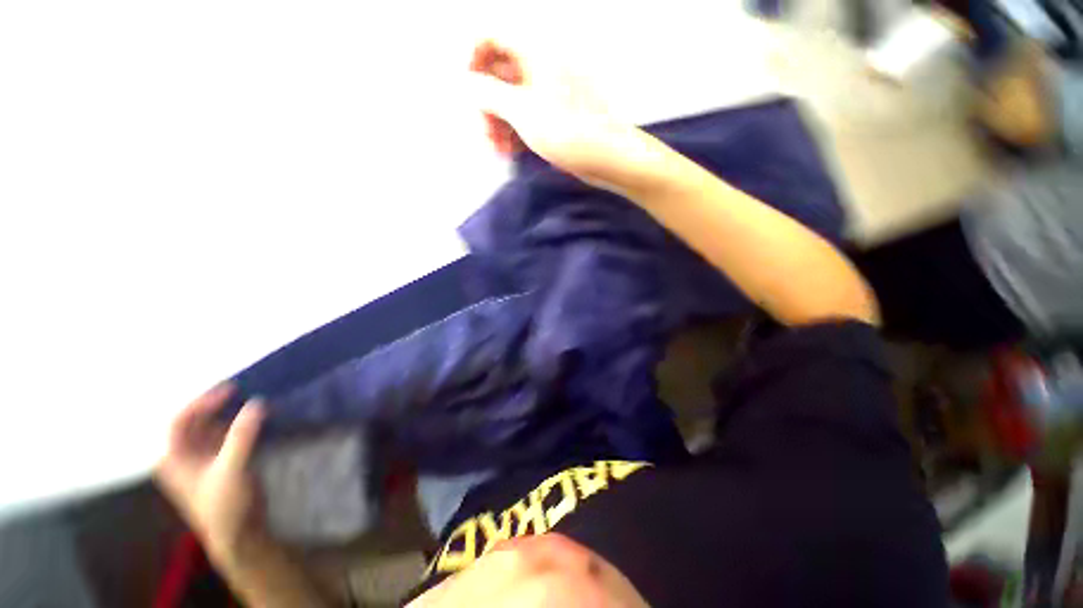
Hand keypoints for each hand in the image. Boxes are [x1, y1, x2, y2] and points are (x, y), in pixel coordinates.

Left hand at [154, 384, 266, 560]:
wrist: (239, 534)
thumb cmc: (224, 505)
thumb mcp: (231, 470)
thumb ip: (242, 436)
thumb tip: (257, 402)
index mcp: (173, 458)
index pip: (181, 420)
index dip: (202, 402)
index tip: (230, 389)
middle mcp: (184, 455)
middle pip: (197, 421)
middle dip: (218, 405)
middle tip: (245, 390)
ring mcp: (203, 459)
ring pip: (213, 427)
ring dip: (231, 414)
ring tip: (254, 400)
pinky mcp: (221, 462)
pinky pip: (227, 436)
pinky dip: (240, 425)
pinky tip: (257, 418)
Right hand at [469, 38, 648, 190]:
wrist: (608, 157)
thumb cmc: (567, 131)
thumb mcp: (522, 111)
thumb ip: (489, 93)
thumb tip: (468, 83)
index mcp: (536, 51)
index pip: (492, 37)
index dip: (474, 60)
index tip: (469, 91)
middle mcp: (543, 65)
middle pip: (501, 73)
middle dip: (488, 103)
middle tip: (485, 132)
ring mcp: (552, 92)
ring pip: (514, 98)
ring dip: (500, 122)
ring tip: (497, 148)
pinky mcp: (558, 115)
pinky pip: (529, 115)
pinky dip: (517, 130)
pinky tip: (511, 150)